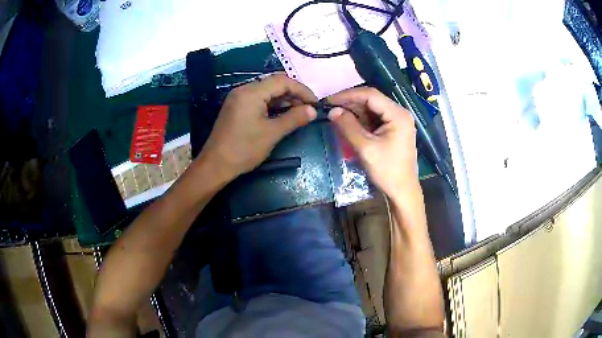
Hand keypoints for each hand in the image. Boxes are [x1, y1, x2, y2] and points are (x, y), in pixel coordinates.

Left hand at [199, 73, 317, 178]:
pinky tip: (283, 114)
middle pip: (274, 83)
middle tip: (308, 107)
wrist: (216, 165)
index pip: (282, 81)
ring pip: (267, 91)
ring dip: (284, 99)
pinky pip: (259, 100)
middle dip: (294, 93)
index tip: (315, 103)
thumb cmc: (244, 149)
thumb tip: (313, 110)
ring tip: (299, 111)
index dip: (302, 90)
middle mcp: (244, 90)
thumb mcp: (272, 133)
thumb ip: (294, 118)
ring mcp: (239, 98)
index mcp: (251, 92)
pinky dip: (273, 105)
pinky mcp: (237, 107)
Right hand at [328, 87, 417, 198]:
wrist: (402, 190)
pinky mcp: (393, 129)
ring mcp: (397, 120)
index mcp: (398, 114)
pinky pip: (374, 118)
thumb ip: (348, 127)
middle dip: (350, 102)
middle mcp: (399, 113)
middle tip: (330, 108)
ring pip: (371, 108)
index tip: (329, 101)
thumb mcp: (366, 148)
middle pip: (371, 100)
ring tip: (335, 114)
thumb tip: (332, 111)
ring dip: (353, 110)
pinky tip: (347, 121)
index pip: (370, 95)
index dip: (348, 95)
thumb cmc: (387, 170)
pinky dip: (360, 119)